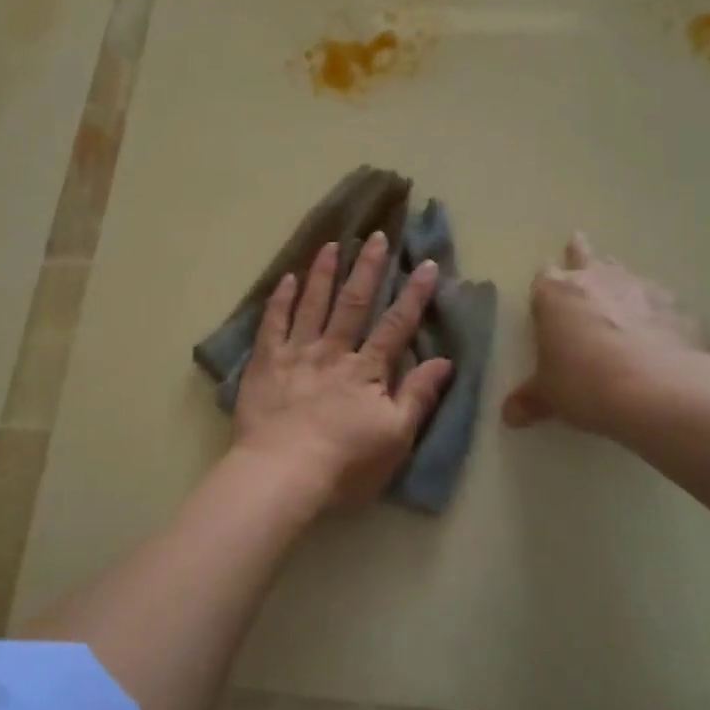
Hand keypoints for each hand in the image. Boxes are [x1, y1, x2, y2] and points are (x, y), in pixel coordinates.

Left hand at [232, 235, 452, 512]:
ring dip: (324, 272)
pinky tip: (288, 279)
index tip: (426, 264)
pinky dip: (281, 299)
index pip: (396, 325)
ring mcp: (296, 353)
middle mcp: (333, 351)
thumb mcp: (395, 437)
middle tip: (377, 236)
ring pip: (313, 304)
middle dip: (368, 268)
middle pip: (354, 303)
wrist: (282, 473)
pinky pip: (273, 323)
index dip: (413, 295)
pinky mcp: (264, 363)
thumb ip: (418, 396)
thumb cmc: (345, 463)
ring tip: (333, 244)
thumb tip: (444, 361)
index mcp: (366, 370)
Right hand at [502, 233, 709, 438]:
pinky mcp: (680, 308)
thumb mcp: (550, 396)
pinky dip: (658, 315)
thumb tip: (510, 416)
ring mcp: (642, 289)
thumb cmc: (586, 384)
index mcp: (556, 294)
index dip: (545, 284)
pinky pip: (663, 305)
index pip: (544, 276)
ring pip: (626, 274)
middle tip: (577, 242)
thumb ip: (530, 400)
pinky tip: (662, 336)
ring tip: (620, 294)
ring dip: (620, 282)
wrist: (660, 391)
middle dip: (579, 253)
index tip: (546, 292)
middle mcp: (597, 280)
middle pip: (585, 256)